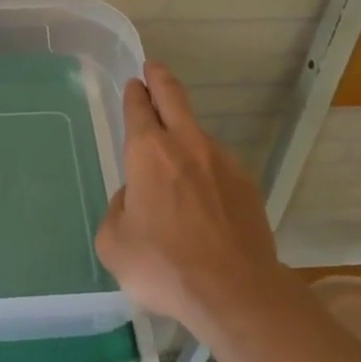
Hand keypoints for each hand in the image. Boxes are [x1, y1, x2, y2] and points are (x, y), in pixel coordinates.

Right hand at [96, 62, 284, 328]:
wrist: (234, 292)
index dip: (135, 93)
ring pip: (198, 134)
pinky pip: (218, 166)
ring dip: (184, 133)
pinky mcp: (246, 184)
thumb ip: (117, 210)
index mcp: (149, 152)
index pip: (139, 107)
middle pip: (173, 96)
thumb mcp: (114, 243)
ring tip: (176, 160)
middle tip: (154, 69)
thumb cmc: (163, 265)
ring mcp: (222, 161)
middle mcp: (186, 144)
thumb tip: (133, 199)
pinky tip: (203, 198)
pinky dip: (206, 170)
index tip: (135, 83)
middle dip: (160, 78)